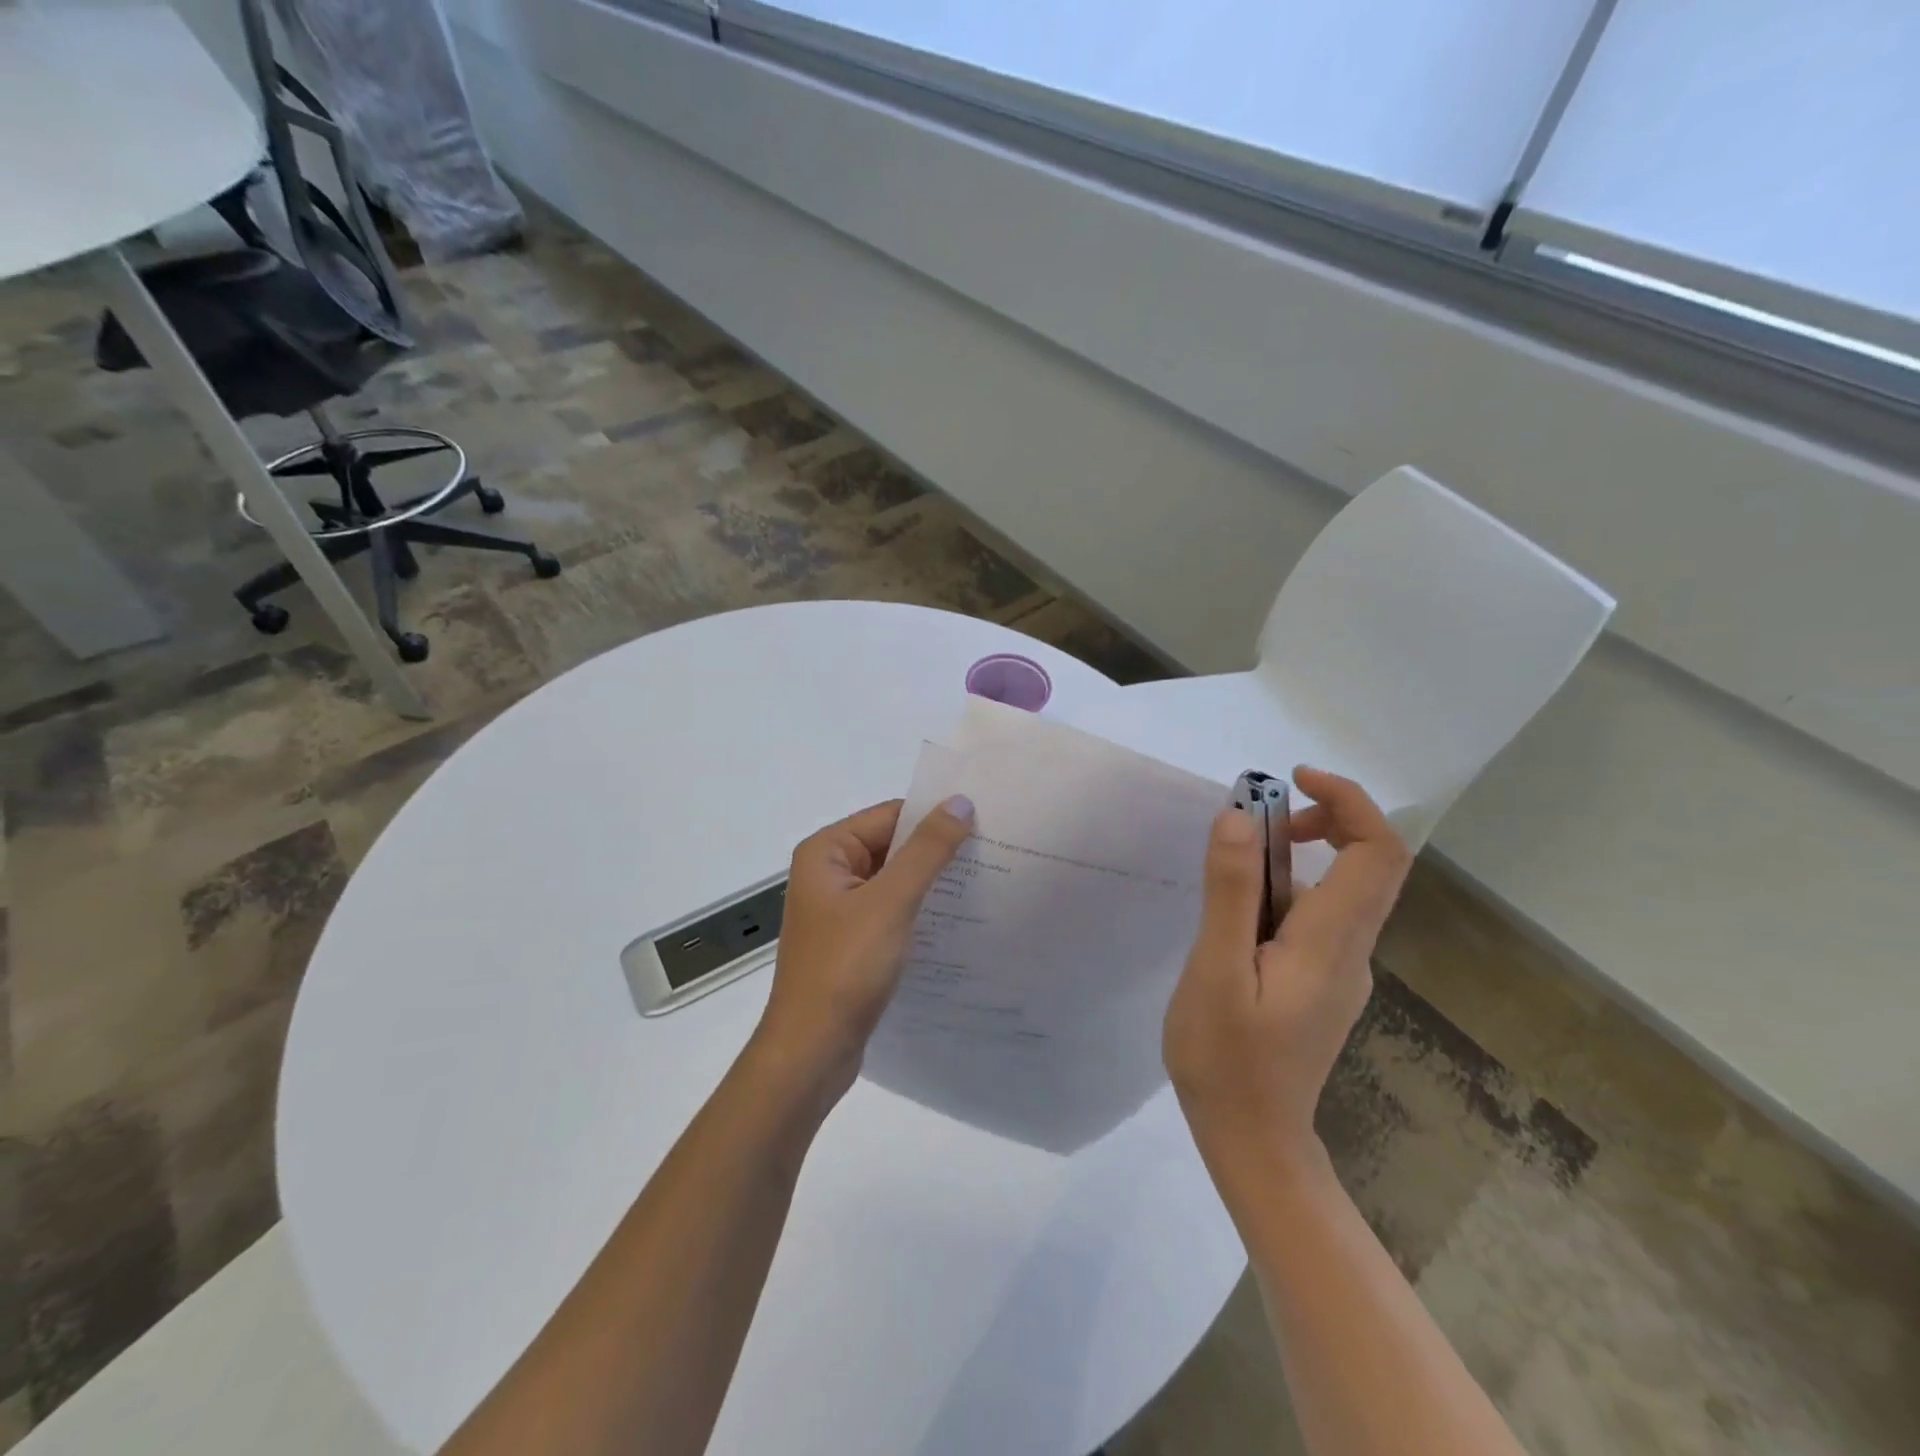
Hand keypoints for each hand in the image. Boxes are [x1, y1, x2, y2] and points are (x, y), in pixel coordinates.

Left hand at [755, 796, 975, 1094]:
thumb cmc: (845, 968)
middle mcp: (829, 873)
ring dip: (932, 883)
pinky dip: (920, 911)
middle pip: (892, 846)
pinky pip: (892, 911)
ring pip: (895, 881)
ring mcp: (839, 910)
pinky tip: (957, 919)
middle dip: (937, 851)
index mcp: (826, 852)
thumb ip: (927, 850)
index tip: (985, 822)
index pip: (890, 816)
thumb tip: (960, 802)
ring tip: (986, 882)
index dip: (935, 817)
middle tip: (995, 852)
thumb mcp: (891, 902)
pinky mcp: (852, 941)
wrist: (811, 1051)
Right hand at [1164, 767, 1411, 1174]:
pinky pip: (1320, 915)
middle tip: (1257, 819)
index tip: (1292, 780)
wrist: (1253, 1140)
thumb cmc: (1226, 1058)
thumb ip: (1231, 892)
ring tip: (1233, 863)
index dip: (1348, 801)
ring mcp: (1342, 970)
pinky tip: (1238, 916)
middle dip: (1324, 819)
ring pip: (1343, 889)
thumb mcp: (1215, 970)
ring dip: (1299, 854)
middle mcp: (1352, 950)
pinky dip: (1289, 887)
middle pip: (1371, 864)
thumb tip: (1239, 817)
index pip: (1378, 852)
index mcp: (1331, 942)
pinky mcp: (1323, 982)